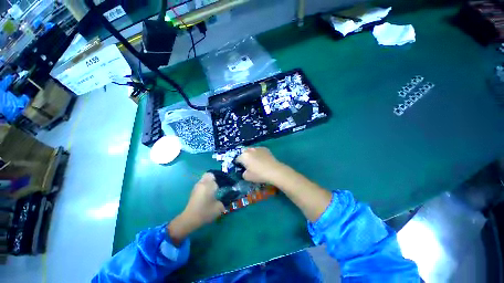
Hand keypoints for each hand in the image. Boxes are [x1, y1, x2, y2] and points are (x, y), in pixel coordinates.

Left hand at [168, 173, 223, 244]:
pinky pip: (201, 184)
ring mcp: (197, 187)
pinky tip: (208, 193)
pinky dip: (205, 185)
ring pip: (204, 179)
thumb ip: (223, 201)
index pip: (216, 177)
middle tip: (220, 184)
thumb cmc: (205, 212)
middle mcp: (202, 183)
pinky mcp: (194, 191)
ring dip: (209, 181)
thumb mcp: (218, 208)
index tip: (226, 184)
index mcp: (208, 185)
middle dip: (215, 178)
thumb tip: (225, 199)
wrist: (189, 219)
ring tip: (214, 189)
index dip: (221, 179)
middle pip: (209, 175)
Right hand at [236, 147, 286, 183]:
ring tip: (255, 161)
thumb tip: (245, 170)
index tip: (241, 167)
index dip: (238, 163)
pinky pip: (258, 150)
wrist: (274, 171)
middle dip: (244, 157)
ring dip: (251, 154)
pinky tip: (262, 159)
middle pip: (244, 152)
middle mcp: (250, 150)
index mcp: (244, 156)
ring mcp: (258, 148)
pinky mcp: (265, 148)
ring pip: (251, 150)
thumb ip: (243, 173)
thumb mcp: (247, 177)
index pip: (237, 159)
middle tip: (247, 163)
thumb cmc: (259, 174)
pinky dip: (258, 154)